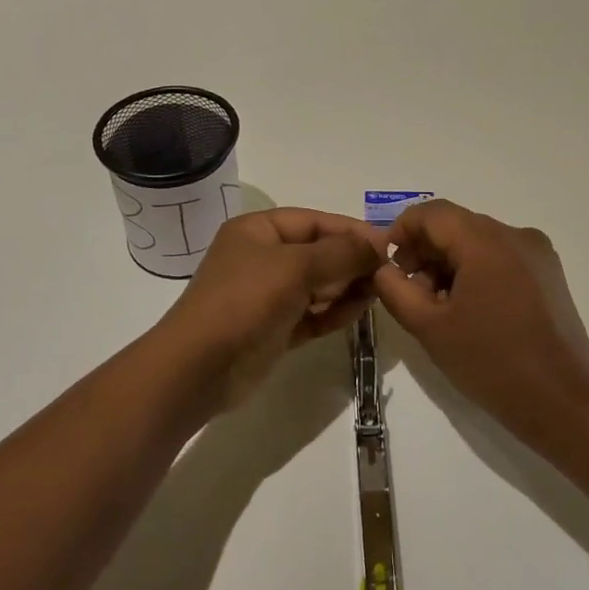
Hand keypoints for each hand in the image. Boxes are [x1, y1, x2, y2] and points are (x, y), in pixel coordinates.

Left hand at [158, 208, 385, 407]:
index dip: (351, 230)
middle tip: (389, 272)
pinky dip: (335, 311)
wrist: (199, 368)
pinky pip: (313, 313)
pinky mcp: (274, 328)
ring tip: (379, 292)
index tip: (388, 244)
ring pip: (318, 284)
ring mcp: (267, 295)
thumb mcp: (296, 267)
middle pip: (318, 252)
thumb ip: (341, 253)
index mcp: (258, 230)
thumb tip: (379, 243)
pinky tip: (359, 311)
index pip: (314, 221)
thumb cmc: (245, 301)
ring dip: (347, 286)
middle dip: (352, 260)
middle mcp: (262, 257)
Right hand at [371, 200, 588, 435]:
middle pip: (456, 225)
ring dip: (449, 263)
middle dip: (425, 251)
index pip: (432, 213)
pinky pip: (501, 257)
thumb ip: (396, 289)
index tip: (386, 263)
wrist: (563, 402)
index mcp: (486, 241)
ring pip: (478, 241)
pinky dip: (476, 271)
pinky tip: (468, 309)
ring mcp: (537, 253)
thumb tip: (384, 267)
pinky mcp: (549, 274)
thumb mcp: (430, 328)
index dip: (401, 230)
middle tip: (408, 290)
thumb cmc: (491, 362)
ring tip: (437, 306)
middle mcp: (515, 235)